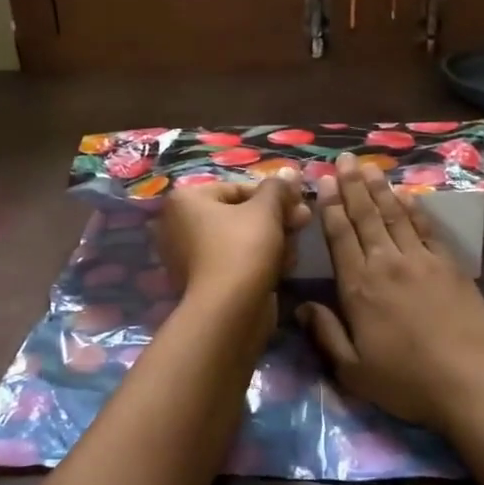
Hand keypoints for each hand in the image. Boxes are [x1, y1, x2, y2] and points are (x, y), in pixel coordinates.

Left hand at [154, 172, 308, 318]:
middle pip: (241, 214)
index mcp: (186, 200)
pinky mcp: (204, 282)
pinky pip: (236, 261)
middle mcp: (180, 224)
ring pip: (242, 239)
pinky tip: (282, 269)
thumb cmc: (243, 249)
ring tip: (292, 253)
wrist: (228, 312)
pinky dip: (259, 262)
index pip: (238, 188)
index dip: (274, 196)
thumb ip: (278, 188)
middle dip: (276, 219)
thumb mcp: (266, 210)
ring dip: (273, 241)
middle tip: (303, 224)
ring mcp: (189, 256)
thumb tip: (290, 172)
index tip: (301, 205)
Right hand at [299, 154, 483, 433]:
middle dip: (353, 186)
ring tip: (370, 166)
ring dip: (381, 189)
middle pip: (366, 217)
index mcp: (359, 287)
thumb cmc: (408, 382)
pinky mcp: (449, 265)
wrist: (474, 383)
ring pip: (395, 215)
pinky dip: (414, 209)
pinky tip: (407, 196)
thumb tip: (302, 307)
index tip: (323, 182)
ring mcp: (421, 261)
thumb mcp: (354, 371)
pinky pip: (426, 228)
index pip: (340, 237)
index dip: (330, 207)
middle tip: (344, 159)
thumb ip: (326, 335)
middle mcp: (387, 264)